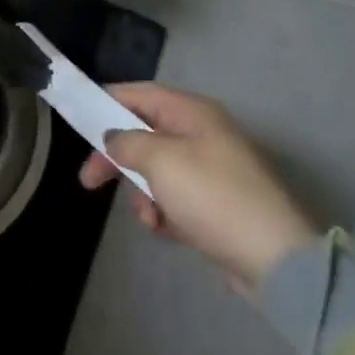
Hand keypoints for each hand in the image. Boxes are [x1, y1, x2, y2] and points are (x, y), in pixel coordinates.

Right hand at [79, 84, 318, 291]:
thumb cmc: (212, 195)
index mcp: (193, 113)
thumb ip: (126, 142)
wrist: (275, 260)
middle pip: (145, 135)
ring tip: (148, 217)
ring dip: (143, 192)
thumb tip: (113, 137)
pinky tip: (165, 230)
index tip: (79, 118)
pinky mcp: (218, 206)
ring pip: (157, 171)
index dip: (108, 101)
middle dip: (118, 158)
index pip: (141, 94)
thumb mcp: (159, 160)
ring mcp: (212, 171)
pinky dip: (164, 212)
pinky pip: (176, 199)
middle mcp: (203, 134)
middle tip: (89, 180)